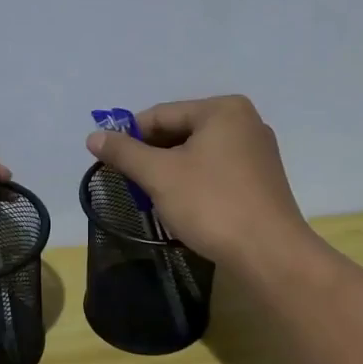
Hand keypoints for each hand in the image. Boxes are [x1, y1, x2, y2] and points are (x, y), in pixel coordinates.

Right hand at [85, 95, 313, 269]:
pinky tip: (180, 204)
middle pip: (181, 131)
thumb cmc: (211, 204)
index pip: (161, 114)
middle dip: (151, 156)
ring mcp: (256, 151)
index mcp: (222, 109)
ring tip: (150, 196)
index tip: (106, 160)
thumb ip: (125, 152)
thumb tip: (93, 136)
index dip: (129, 136)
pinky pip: (215, 170)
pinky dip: (192, 182)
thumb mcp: (159, 175)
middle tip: (127, 182)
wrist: (269, 254)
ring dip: (169, 171)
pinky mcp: (260, 180)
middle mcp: (244, 122)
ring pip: (197, 153)